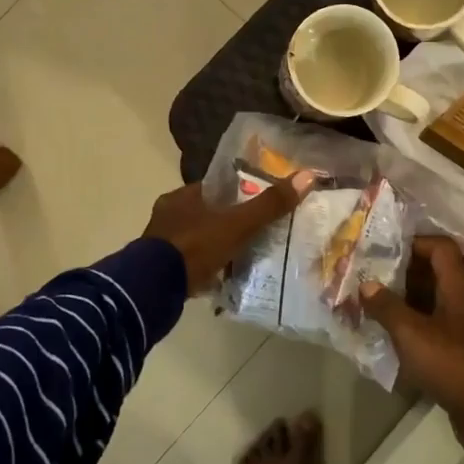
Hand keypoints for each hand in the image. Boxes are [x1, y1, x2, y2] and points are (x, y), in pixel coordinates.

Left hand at [144, 171, 315, 293]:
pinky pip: (187, 263)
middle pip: (205, 214)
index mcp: (182, 196)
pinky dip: (203, 267)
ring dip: (214, 246)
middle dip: (225, 223)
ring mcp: (160, 243)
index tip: (256, 204)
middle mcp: (167, 214)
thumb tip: (308, 176)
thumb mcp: (238, 224)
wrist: (154, 288)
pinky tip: (220, 276)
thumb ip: (270, 204)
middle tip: (252, 233)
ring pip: (195, 239)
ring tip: (240, 256)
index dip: (236, 194)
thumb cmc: (196, 246)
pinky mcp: (158, 269)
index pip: (214, 188)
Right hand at [361, 236, 463, 447]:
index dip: (414, 242)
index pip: (440, 247)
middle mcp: (463, 300)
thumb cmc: (452, 363)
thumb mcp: (412, 333)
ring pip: (430, 300)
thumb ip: (387, 306)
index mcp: (458, 286)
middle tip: (369, 274)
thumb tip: (366, 284)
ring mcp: (462, 327)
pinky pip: (431, 326)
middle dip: (401, 271)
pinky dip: (410, 324)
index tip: (384, 249)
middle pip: (433, 273)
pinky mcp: (458, 351)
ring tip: (370, 300)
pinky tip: (386, 332)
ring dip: (403, 299)